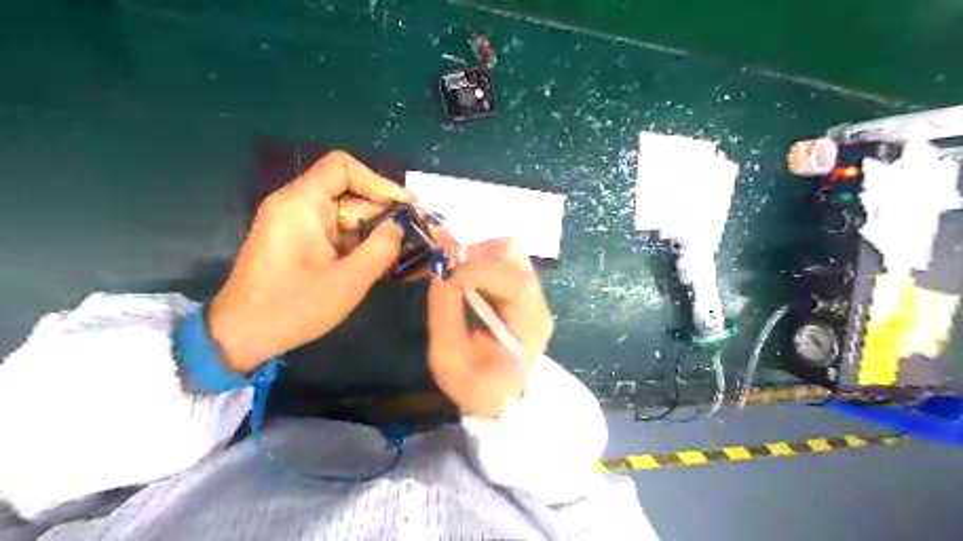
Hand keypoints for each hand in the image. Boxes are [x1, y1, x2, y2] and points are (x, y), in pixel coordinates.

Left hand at [211, 149, 412, 372]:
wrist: (241, 336)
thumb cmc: (292, 308)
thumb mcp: (347, 281)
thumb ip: (381, 249)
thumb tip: (400, 226)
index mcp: (301, 204)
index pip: (343, 166)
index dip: (378, 181)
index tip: (405, 206)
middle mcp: (297, 205)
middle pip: (349, 192)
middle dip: (384, 211)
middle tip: (417, 233)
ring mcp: (297, 225)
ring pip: (346, 215)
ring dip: (375, 230)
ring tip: (407, 249)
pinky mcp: (300, 242)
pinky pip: (337, 232)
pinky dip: (360, 243)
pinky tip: (383, 260)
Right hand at [427, 233, 553, 417]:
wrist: (498, 396)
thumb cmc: (474, 383)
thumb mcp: (449, 358)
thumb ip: (445, 313)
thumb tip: (442, 272)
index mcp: (528, 326)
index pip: (514, 282)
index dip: (478, 270)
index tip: (447, 273)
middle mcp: (537, 303)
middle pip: (514, 257)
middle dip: (477, 255)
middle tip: (448, 268)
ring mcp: (534, 293)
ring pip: (510, 251)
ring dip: (479, 254)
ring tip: (457, 272)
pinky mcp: (523, 289)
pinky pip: (505, 258)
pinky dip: (482, 257)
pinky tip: (467, 275)